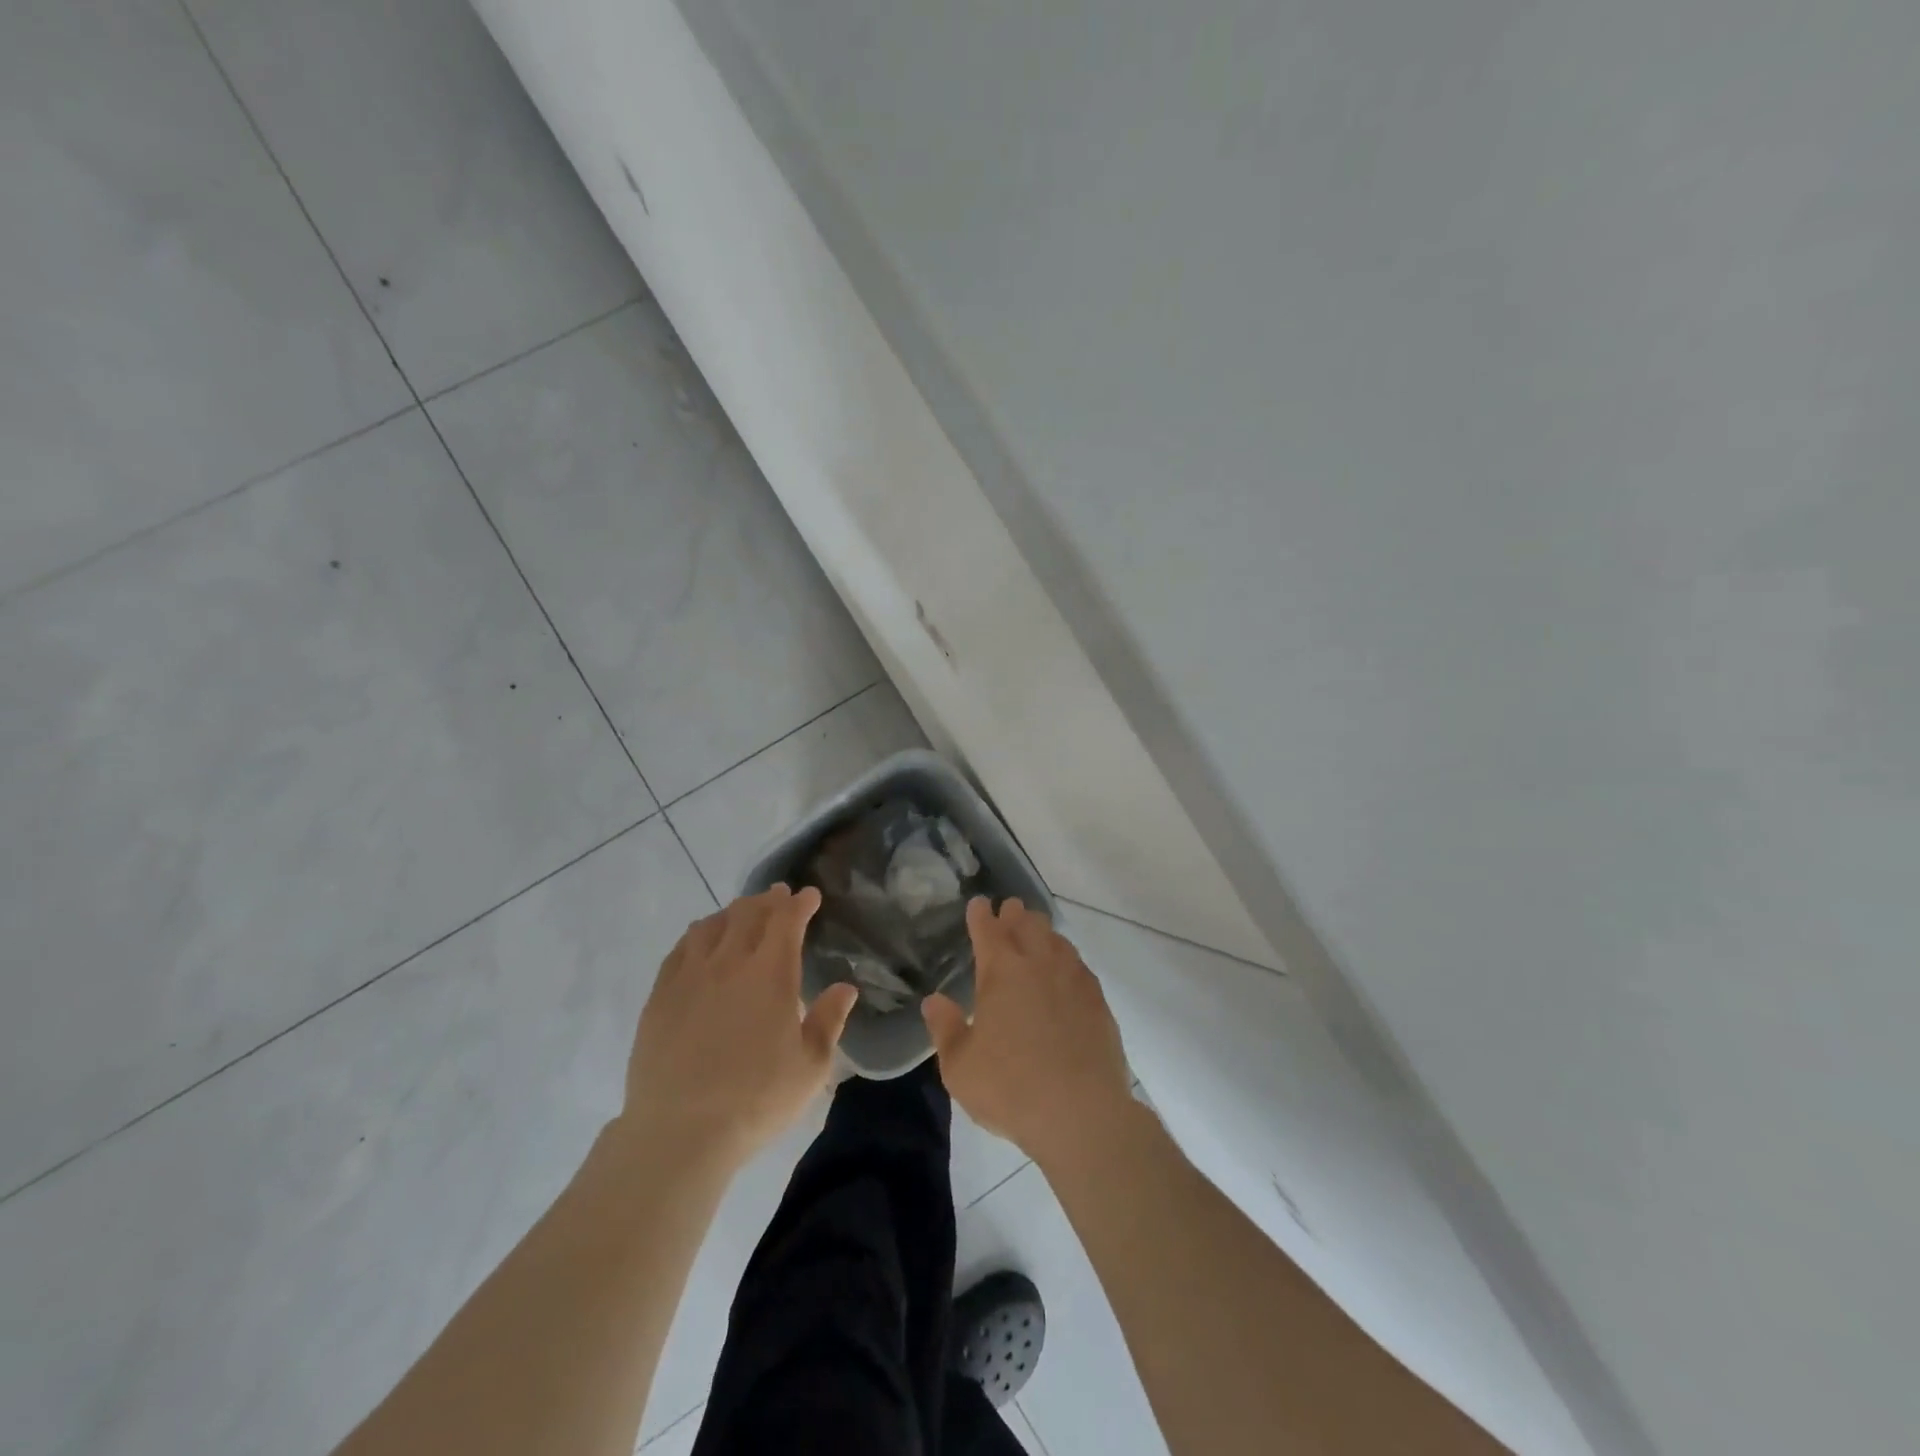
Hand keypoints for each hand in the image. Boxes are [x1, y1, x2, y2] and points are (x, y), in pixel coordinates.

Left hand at [619, 885, 858, 1171]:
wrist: (679, 1132)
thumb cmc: (756, 1100)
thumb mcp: (810, 1067)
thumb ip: (829, 1021)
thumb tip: (845, 988)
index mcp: (770, 973)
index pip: (786, 921)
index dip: (799, 904)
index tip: (809, 895)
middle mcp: (729, 963)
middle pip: (748, 914)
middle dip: (767, 900)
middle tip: (778, 896)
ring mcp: (689, 976)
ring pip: (712, 926)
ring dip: (732, 913)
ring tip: (741, 914)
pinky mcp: (660, 996)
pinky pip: (680, 949)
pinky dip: (697, 935)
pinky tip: (700, 941)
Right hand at [922, 897, 1133, 1164]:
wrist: (1081, 1113)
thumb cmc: (1010, 1088)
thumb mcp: (960, 1066)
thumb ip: (945, 1028)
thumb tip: (934, 1000)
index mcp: (1001, 971)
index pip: (988, 930)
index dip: (981, 915)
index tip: (978, 904)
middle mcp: (1038, 964)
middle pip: (1027, 925)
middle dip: (1015, 914)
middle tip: (1009, 909)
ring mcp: (1073, 979)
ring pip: (1056, 940)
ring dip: (1043, 931)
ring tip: (1037, 932)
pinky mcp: (1098, 1001)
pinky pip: (1078, 965)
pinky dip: (1066, 958)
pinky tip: (1066, 970)